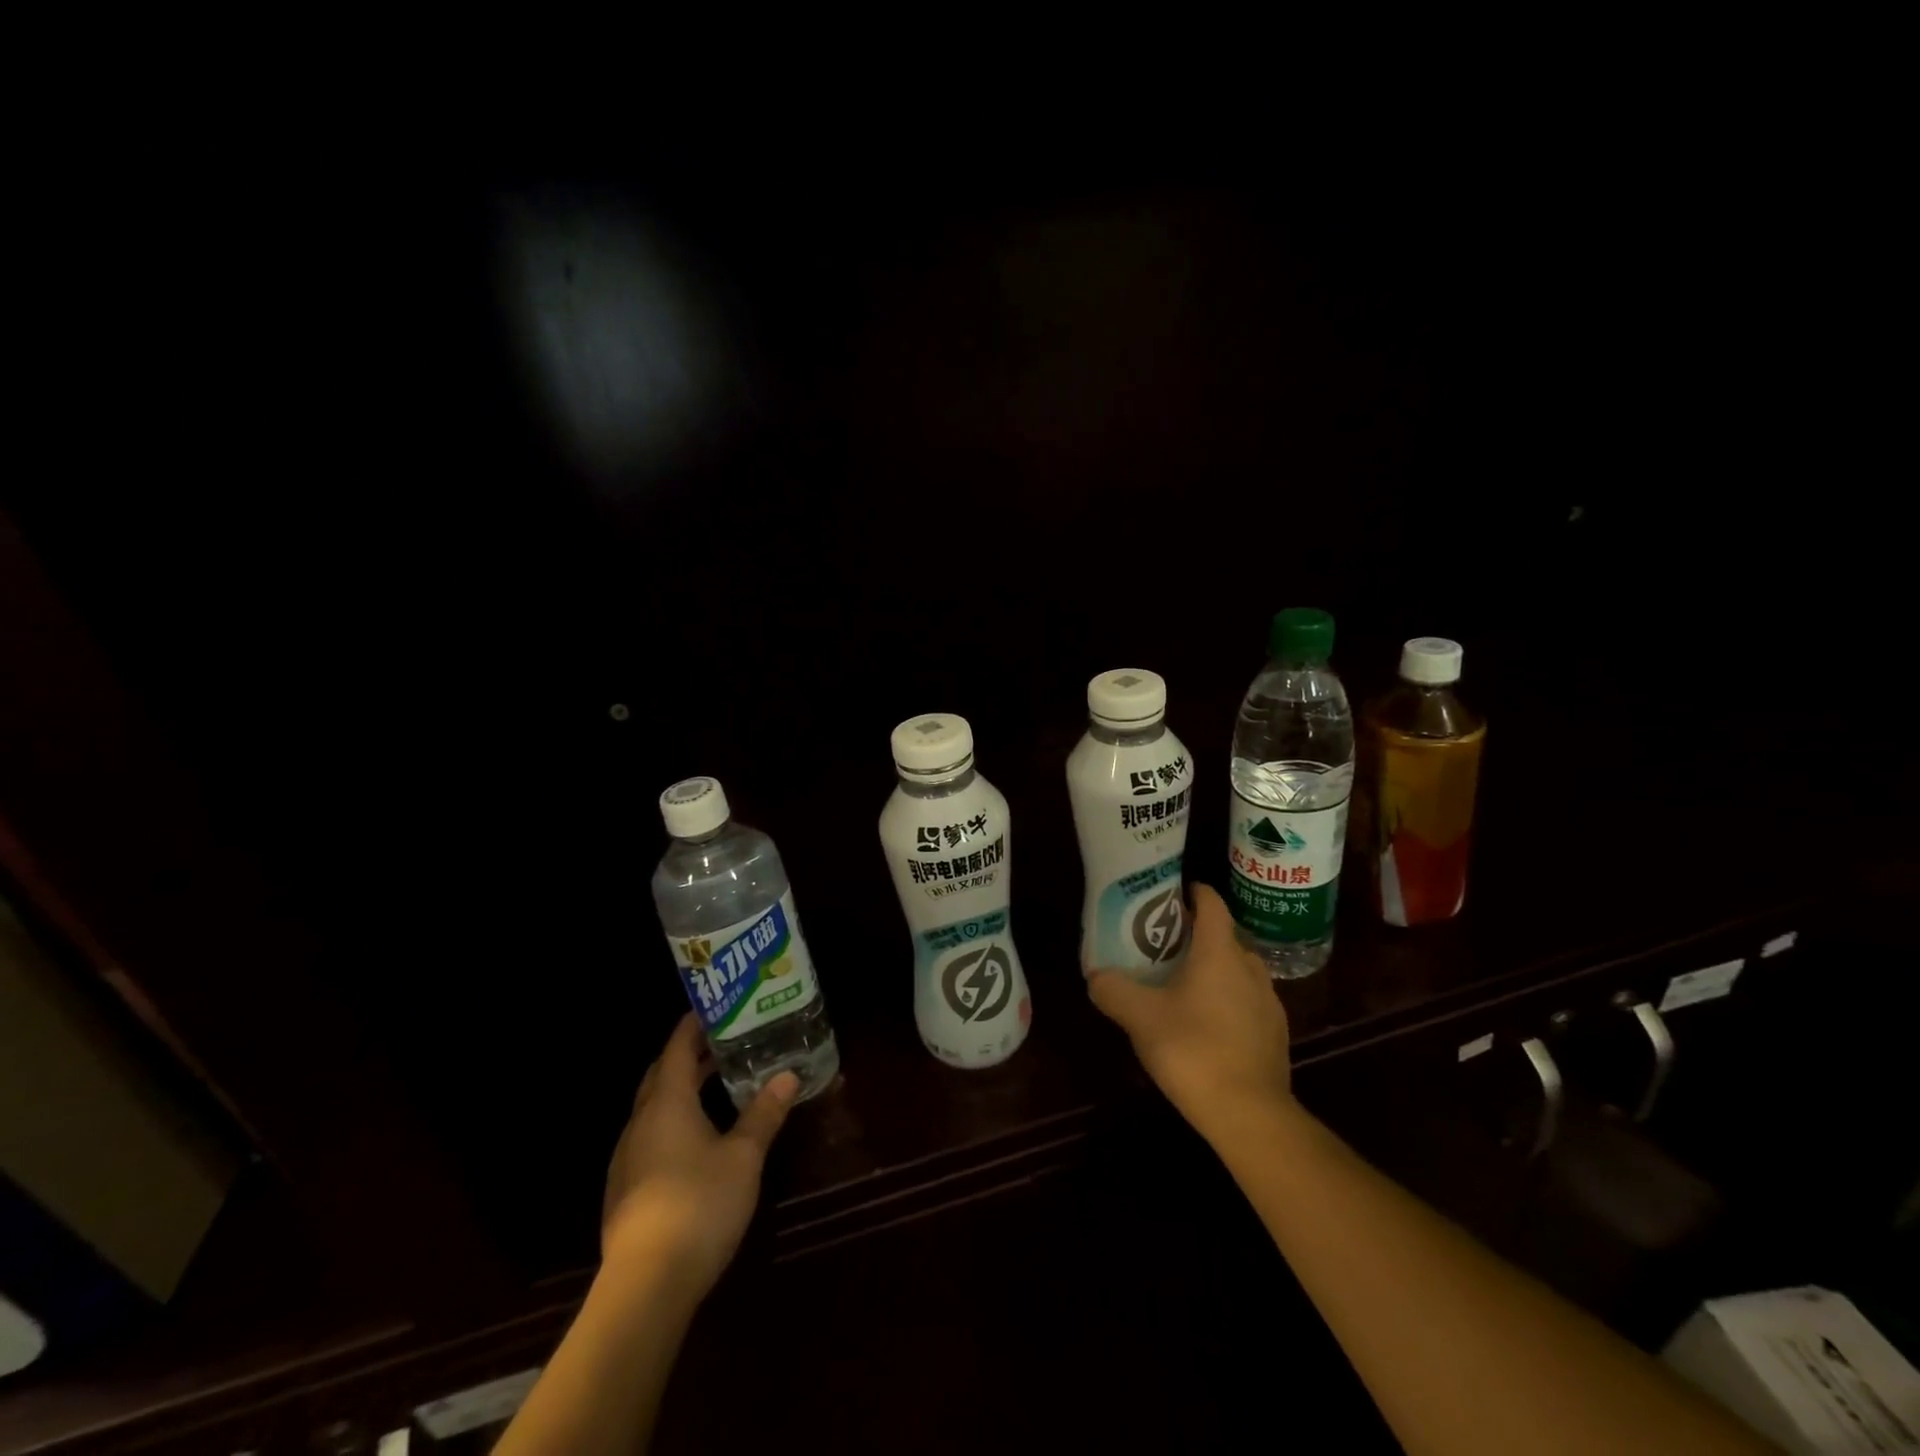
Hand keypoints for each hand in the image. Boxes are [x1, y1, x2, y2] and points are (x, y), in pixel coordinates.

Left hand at [600, 1014, 799, 1297]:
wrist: (645, 1285)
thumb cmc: (699, 1204)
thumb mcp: (744, 1156)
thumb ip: (764, 1114)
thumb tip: (787, 1076)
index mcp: (667, 1104)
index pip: (676, 1049)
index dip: (692, 1026)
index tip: (713, 1010)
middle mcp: (640, 1123)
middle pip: (660, 1076)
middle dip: (686, 1057)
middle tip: (720, 1044)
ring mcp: (627, 1159)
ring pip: (652, 1109)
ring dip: (679, 1091)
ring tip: (714, 1086)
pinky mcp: (624, 1191)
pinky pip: (649, 1137)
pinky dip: (671, 1122)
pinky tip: (694, 1141)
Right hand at [1088, 883, 1292, 1139]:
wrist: (1250, 1114)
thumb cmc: (1192, 1049)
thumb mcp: (1139, 1017)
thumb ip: (1113, 990)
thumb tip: (1096, 975)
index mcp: (1220, 952)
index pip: (1212, 904)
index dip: (1194, 893)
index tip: (1172, 894)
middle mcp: (1250, 968)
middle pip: (1224, 937)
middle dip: (1196, 936)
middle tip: (1164, 945)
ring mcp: (1269, 1002)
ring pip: (1237, 971)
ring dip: (1214, 970)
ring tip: (1182, 985)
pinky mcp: (1275, 1034)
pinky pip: (1248, 1003)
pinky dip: (1227, 1002)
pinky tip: (1206, 1025)